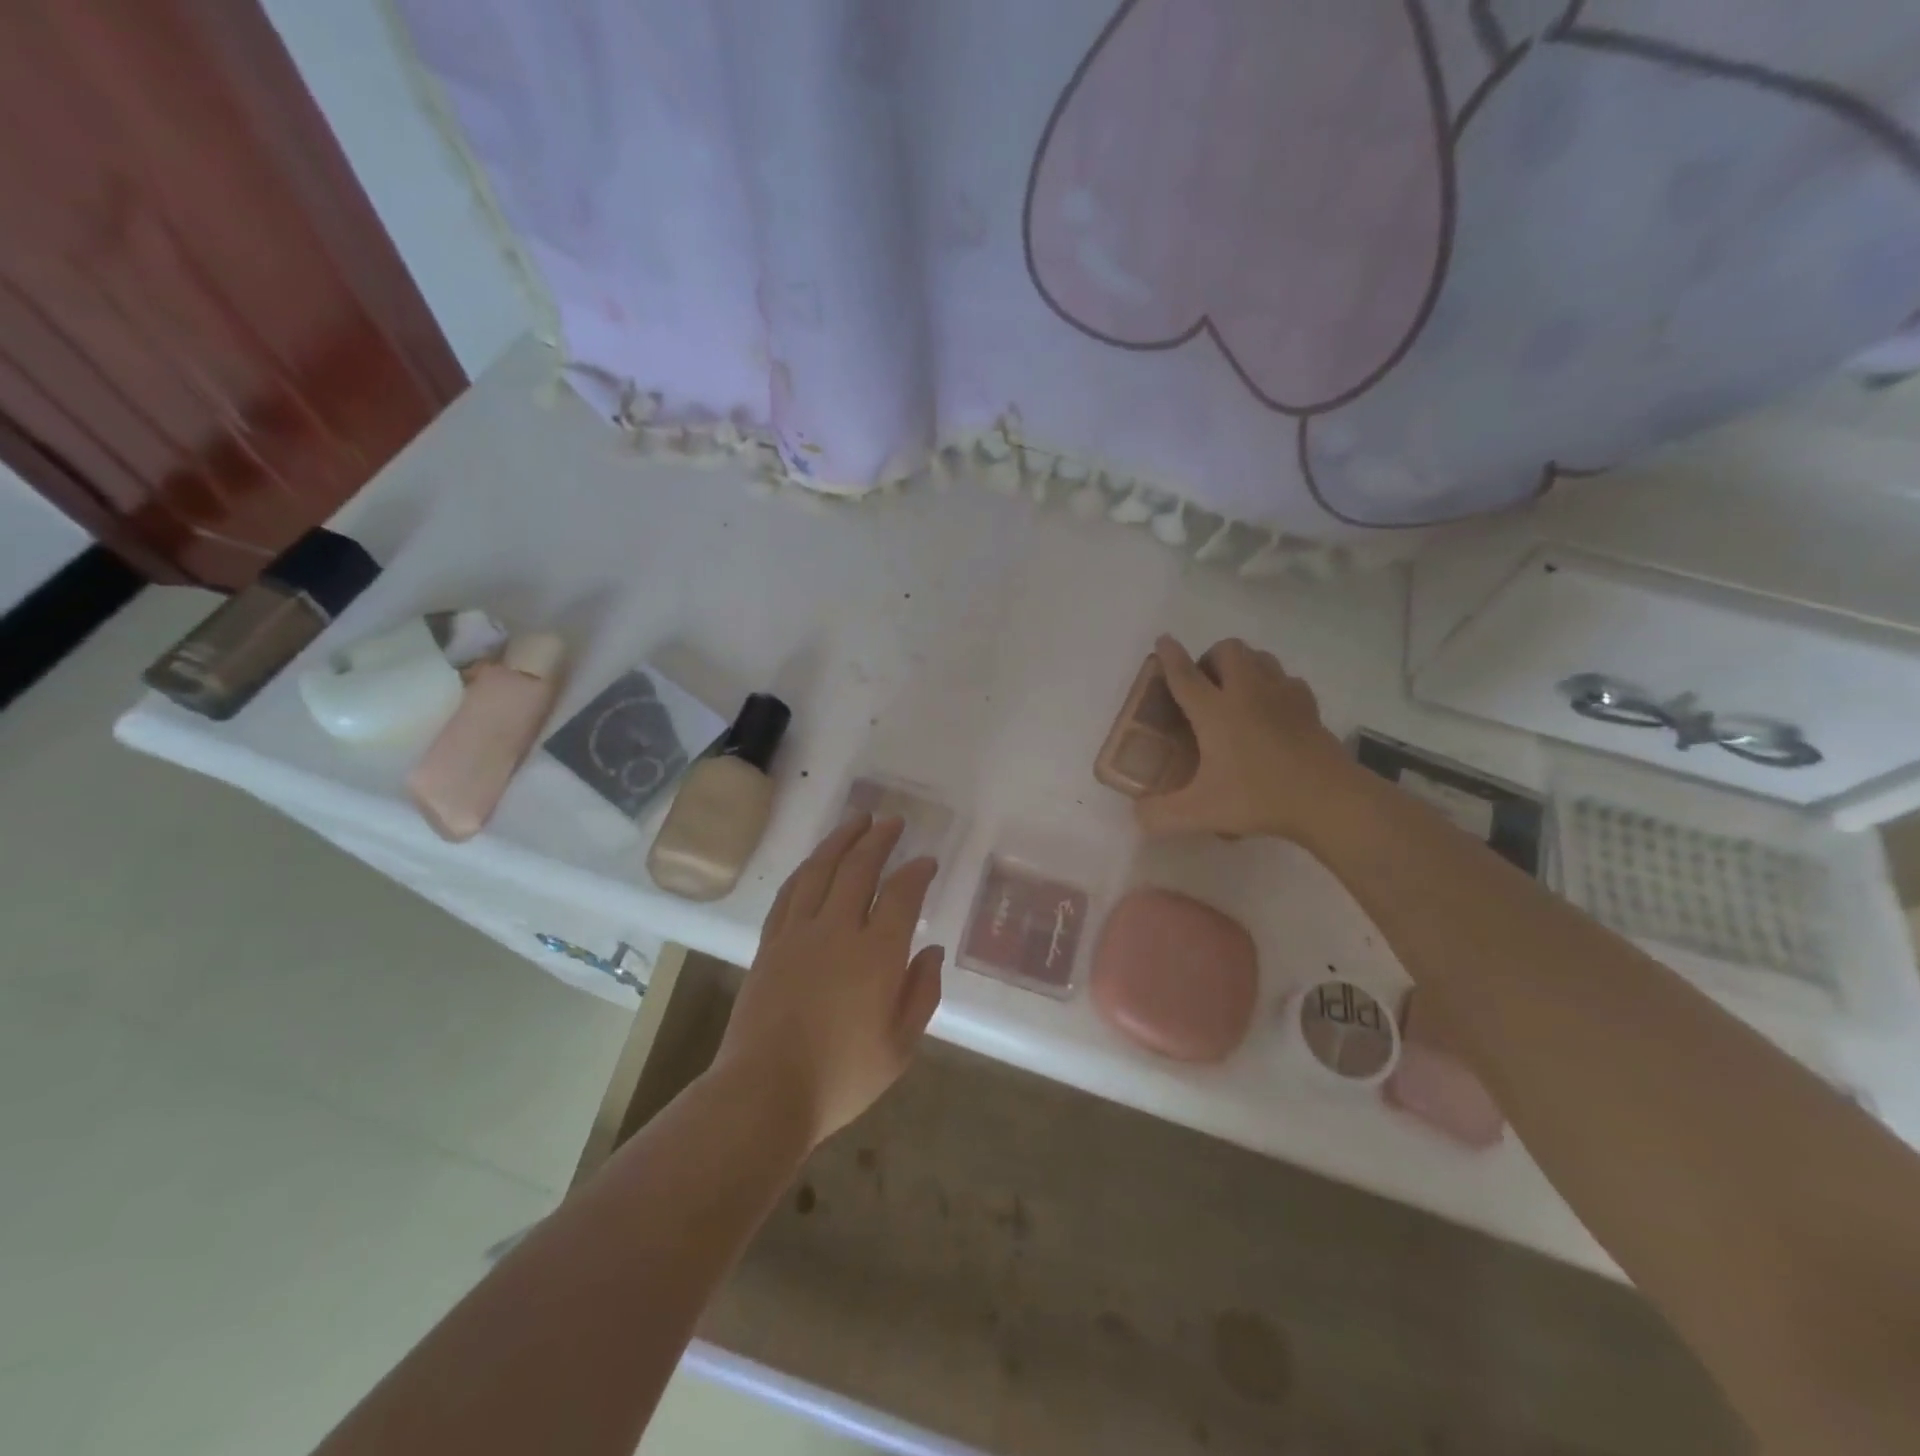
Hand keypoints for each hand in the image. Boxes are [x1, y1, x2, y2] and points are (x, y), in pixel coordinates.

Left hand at [713, 814, 943, 1148]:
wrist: (764, 1092)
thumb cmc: (841, 1077)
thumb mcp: (899, 1046)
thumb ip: (921, 993)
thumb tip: (932, 950)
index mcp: (876, 954)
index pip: (902, 895)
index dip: (916, 872)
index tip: (926, 861)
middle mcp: (837, 930)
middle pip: (859, 868)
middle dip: (879, 839)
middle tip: (892, 821)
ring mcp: (798, 933)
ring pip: (820, 870)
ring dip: (840, 840)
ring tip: (856, 821)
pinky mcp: (770, 944)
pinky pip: (789, 893)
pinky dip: (806, 869)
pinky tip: (814, 862)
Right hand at [1136, 635, 1357, 842]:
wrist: (1327, 799)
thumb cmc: (1258, 798)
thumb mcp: (1200, 812)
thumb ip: (1160, 815)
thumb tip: (1138, 815)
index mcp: (1215, 712)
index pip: (1185, 674)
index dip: (1170, 656)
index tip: (1164, 640)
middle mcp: (1247, 692)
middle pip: (1229, 650)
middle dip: (1211, 657)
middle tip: (1204, 686)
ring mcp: (1283, 695)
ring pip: (1261, 657)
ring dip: (1243, 665)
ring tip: (1235, 691)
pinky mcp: (1309, 706)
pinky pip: (1287, 679)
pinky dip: (1274, 685)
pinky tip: (1271, 709)